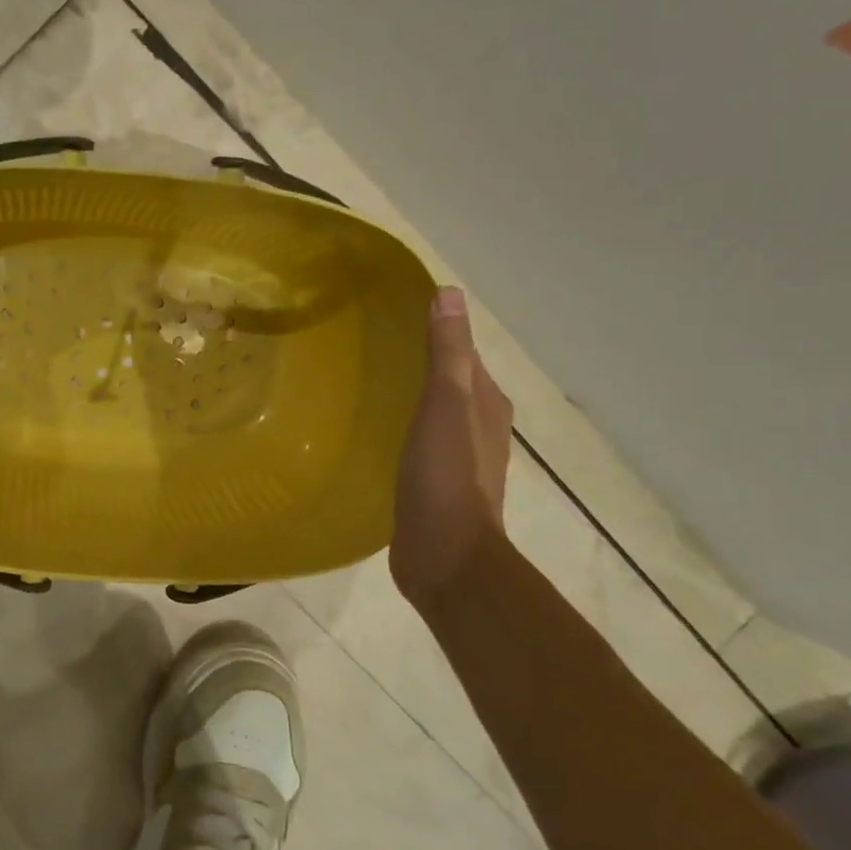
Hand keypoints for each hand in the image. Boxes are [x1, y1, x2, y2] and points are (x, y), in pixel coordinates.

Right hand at [389, 287, 513, 604]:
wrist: (447, 556)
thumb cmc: (447, 476)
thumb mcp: (446, 405)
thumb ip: (447, 353)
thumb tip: (451, 293)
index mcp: (486, 404)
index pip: (462, 355)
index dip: (436, 333)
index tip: (393, 317)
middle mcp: (478, 427)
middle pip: (449, 383)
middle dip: (420, 364)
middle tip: (369, 347)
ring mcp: (457, 460)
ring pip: (433, 415)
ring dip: (410, 398)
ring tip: (364, 384)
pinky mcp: (434, 486)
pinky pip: (418, 444)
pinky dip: (401, 430)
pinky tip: (373, 432)